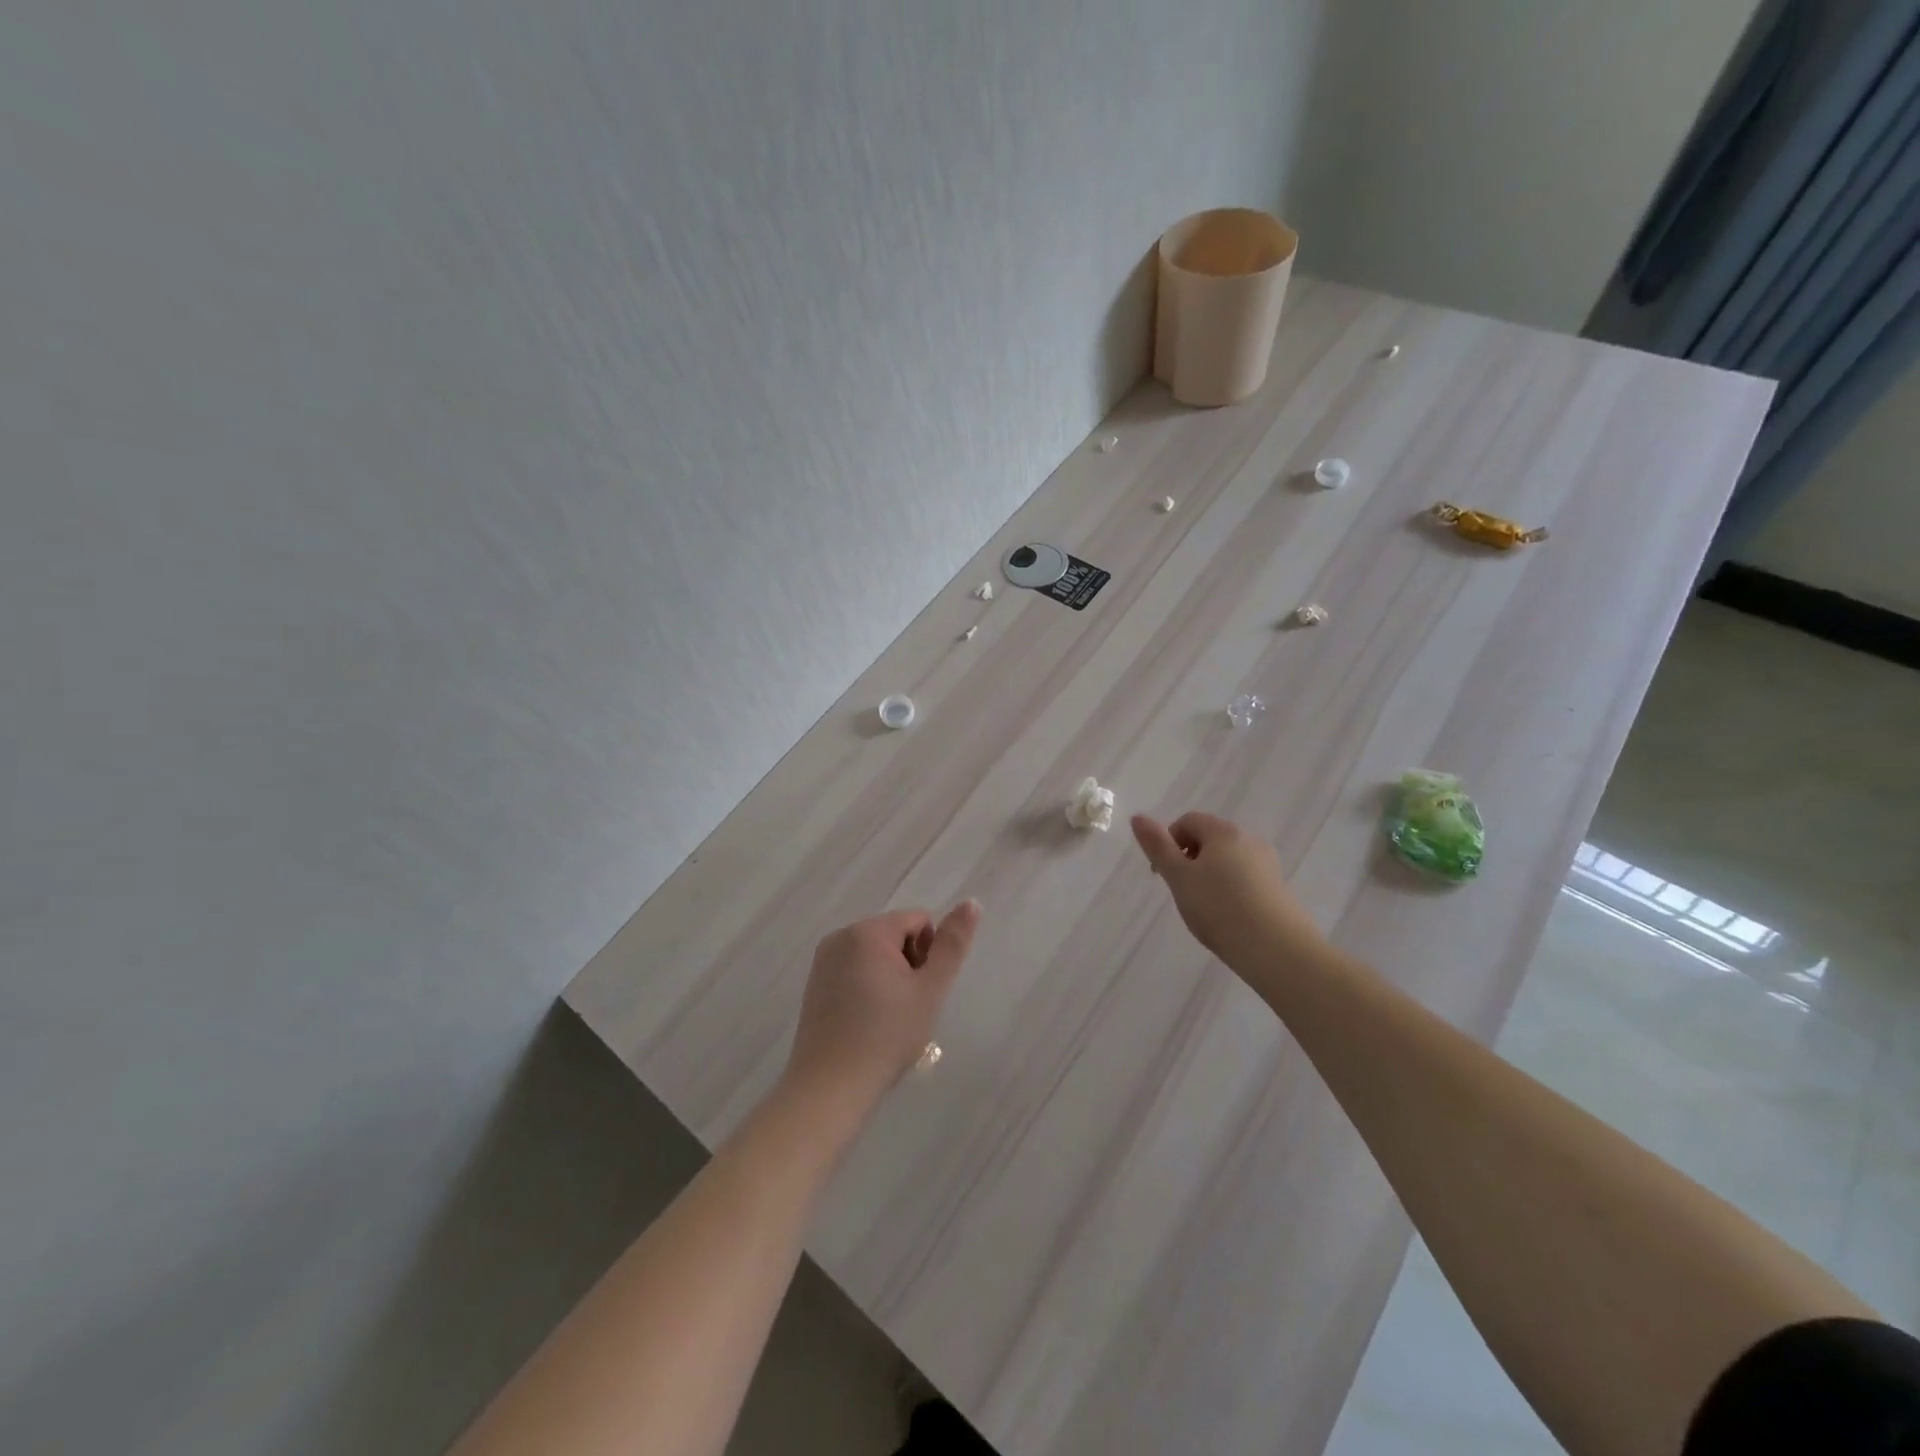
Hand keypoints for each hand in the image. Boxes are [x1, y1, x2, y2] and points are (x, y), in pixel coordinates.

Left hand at [784, 901, 981, 1115]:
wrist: (830, 1087)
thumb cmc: (887, 1035)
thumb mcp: (930, 989)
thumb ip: (952, 944)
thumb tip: (972, 902)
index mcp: (868, 931)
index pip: (919, 920)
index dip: (930, 953)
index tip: (924, 990)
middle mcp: (841, 936)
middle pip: (895, 935)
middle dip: (910, 964)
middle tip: (909, 1008)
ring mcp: (823, 960)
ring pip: (875, 954)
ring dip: (890, 977)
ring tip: (890, 1018)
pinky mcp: (815, 984)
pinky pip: (854, 970)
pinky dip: (868, 988)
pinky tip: (868, 1023)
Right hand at [1130, 811, 1326, 974]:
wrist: (1278, 950)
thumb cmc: (1220, 909)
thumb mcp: (1179, 878)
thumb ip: (1157, 847)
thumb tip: (1138, 817)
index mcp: (1223, 832)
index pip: (1188, 820)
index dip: (1169, 841)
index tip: (1163, 873)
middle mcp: (1248, 840)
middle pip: (1210, 839)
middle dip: (1189, 860)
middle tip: (1181, 892)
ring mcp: (1267, 864)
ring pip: (1228, 860)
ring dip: (1209, 876)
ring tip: (1204, 908)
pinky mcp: (1278, 889)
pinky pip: (1245, 879)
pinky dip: (1230, 890)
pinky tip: (1228, 917)